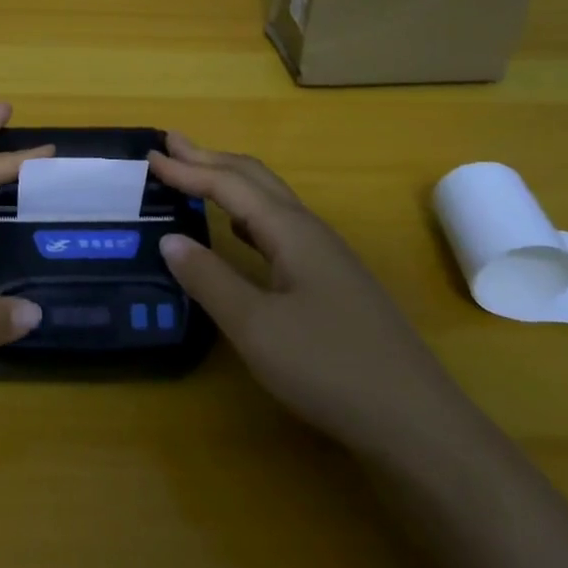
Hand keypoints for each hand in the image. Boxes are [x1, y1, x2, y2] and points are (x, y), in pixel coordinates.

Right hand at [150, 134, 465, 448]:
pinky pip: (280, 228)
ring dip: (230, 182)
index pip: (229, 184)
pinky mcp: (333, 282)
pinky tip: (240, 232)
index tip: (149, 155)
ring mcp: (327, 257)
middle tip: (171, 144)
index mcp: (290, 231)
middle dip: (210, 159)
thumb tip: (169, 239)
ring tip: (197, 177)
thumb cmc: (329, 368)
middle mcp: (310, 231)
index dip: (187, 169)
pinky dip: (248, 214)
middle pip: (254, 179)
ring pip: (270, 202)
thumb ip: (209, 279)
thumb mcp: (256, 326)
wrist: (417, 423)